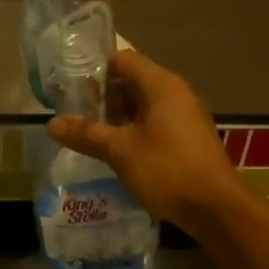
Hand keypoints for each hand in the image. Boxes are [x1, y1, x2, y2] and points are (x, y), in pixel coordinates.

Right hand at [47, 50, 245, 232]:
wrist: (216, 207)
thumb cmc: (167, 170)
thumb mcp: (120, 151)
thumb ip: (86, 134)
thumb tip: (51, 124)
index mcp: (161, 85)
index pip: (123, 60)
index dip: (96, 71)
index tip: (71, 88)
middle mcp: (176, 93)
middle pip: (133, 81)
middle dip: (103, 96)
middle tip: (75, 114)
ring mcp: (185, 115)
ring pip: (144, 104)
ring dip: (117, 116)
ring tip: (90, 133)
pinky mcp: (188, 137)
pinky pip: (156, 122)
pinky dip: (134, 129)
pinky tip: (116, 150)